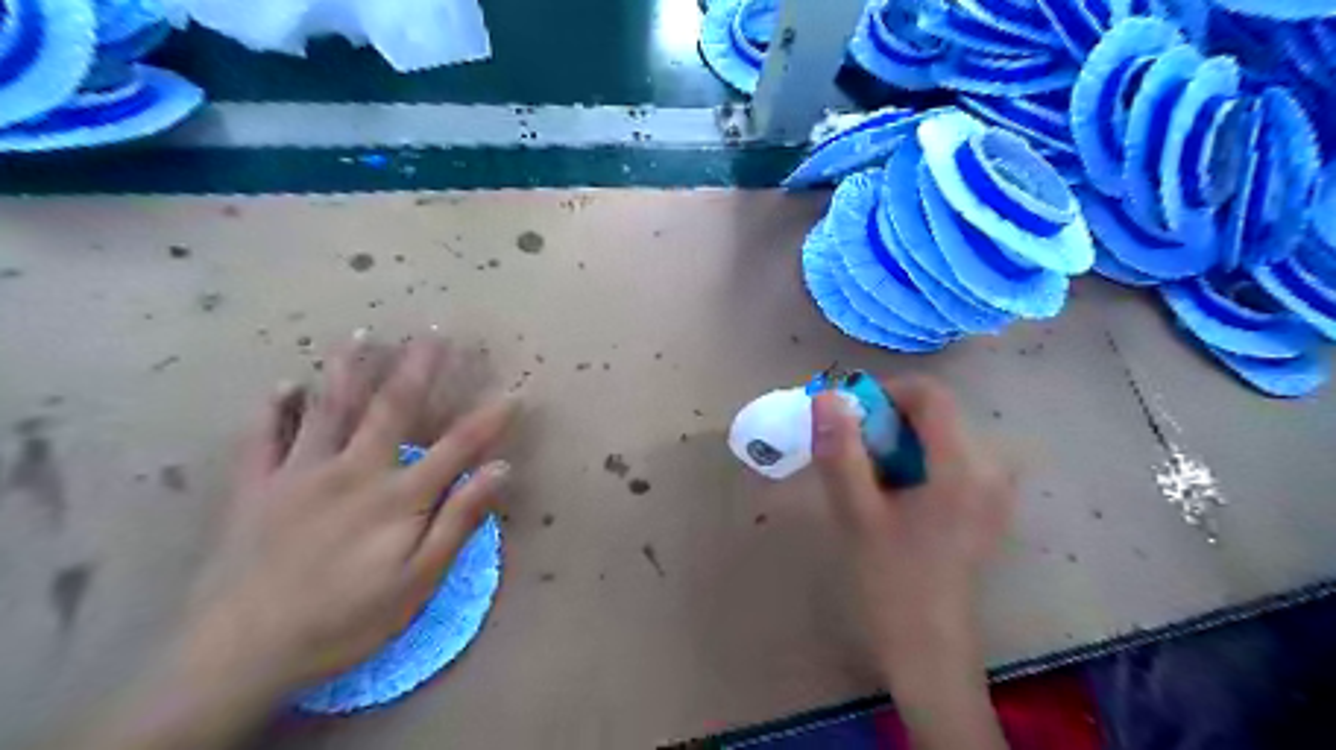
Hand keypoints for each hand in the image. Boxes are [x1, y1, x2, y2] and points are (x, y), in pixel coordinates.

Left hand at [185, 334, 519, 697]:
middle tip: (431, 333)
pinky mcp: (256, 488)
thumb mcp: (419, 581)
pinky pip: (263, 438)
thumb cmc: (346, 620)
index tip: (514, 394)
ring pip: (328, 409)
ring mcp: (300, 473)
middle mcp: (353, 470)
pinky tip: (284, 385)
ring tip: (361, 335)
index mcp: (398, 496)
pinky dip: (274, 409)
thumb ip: (459, 519)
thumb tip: (501, 470)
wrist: (242, 653)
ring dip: (348, 370)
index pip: (457, 446)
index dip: (489, 419)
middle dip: (417, 369)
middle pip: (392, 409)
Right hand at [816, 379, 1013, 748]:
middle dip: (888, 423)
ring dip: (899, 444)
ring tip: (870, 480)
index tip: (850, 419)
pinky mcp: (990, 505)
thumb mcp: (856, 513)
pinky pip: (950, 460)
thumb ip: (840, 451)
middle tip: (852, 457)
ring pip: (940, 437)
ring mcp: (996, 489)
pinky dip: (916, 462)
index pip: (930, 393)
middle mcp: (991, 468)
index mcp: (963, 466)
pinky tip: (896, 497)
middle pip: (936, 415)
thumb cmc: (891, 582)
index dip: (885, 392)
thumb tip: (826, 396)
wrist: (930, 649)